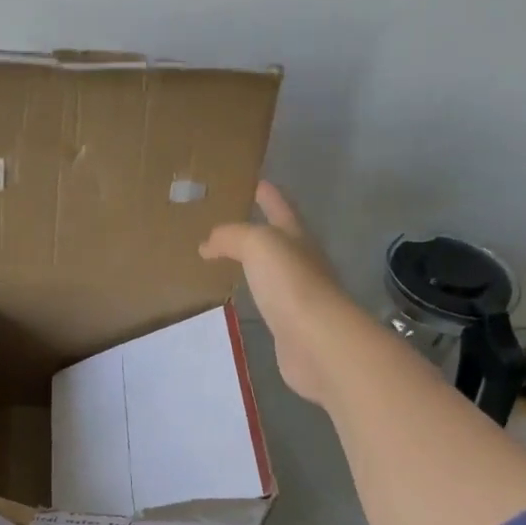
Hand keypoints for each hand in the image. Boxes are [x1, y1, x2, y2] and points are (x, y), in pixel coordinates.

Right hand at [201, 181, 364, 406]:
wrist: (317, 342)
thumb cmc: (290, 284)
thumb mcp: (258, 244)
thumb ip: (231, 237)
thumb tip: (208, 243)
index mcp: (297, 237)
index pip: (280, 207)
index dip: (268, 194)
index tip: (256, 182)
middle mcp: (302, 262)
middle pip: (281, 238)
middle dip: (261, 227)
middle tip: (232, 222)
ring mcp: (299, 295)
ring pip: (274, 270)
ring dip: (256, 263)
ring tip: (230, 259)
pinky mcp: (291, 325)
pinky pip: (269, 301)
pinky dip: (255, 294)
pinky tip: (243, 298)